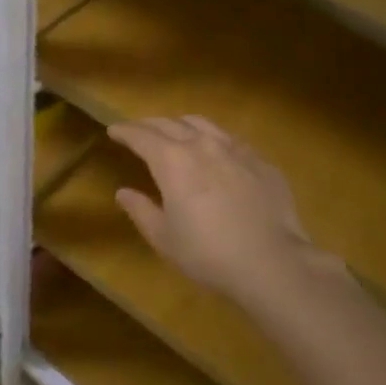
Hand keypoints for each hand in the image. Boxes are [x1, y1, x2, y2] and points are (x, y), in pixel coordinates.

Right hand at [108, 116, 326, 306]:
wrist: (272, 261)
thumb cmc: (208, 253)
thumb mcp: (165, 238)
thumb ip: (141, 210)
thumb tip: (123, 192)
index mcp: (172, 160)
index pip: (142, 135)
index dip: (125, 131)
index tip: (114, 130)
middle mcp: (202, 144)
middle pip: (170, 123)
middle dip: (150, 124)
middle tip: (139, 130)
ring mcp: (235, 149)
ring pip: (203, 124)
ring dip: (182, 124)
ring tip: (176, 132)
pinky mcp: (260, 160)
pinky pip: (230, 139)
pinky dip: (213, 139)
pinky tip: (216, 152)